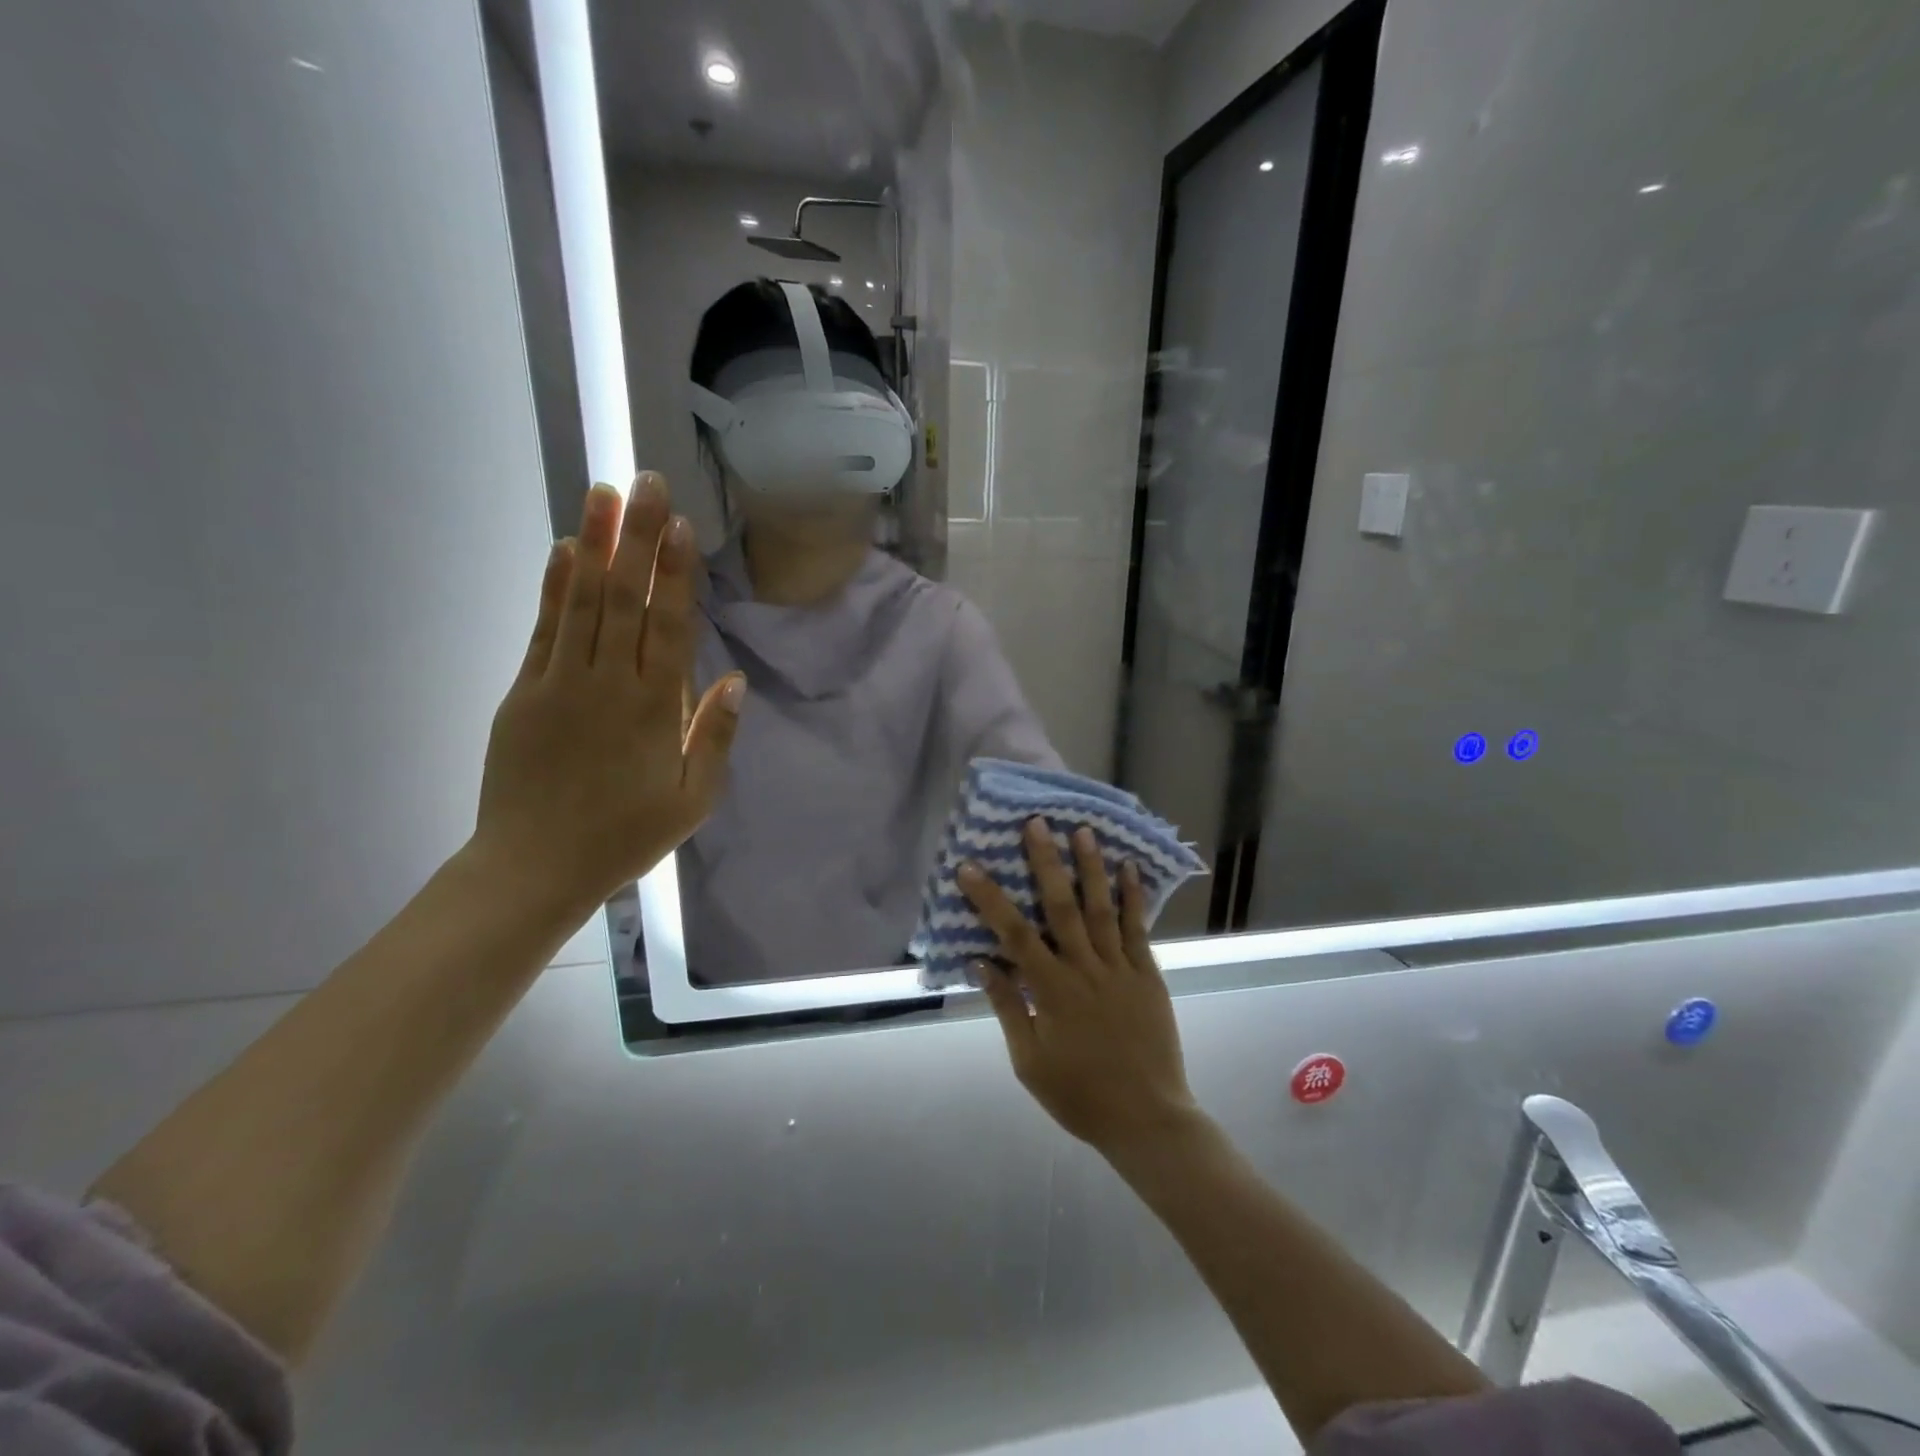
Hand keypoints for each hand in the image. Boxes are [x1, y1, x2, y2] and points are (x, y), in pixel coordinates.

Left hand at [474, 474, 743, 915]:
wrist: (535, 867)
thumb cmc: (626, 836)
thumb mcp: (692, 800)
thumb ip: (713, 736)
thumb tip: (734, 680)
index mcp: (655, 709)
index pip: (669, 626)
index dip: (676, 573)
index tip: (680, 524)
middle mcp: (609, 683)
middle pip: (626, 598)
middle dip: (637, 537)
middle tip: (644, 481)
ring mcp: (560, 683)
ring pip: (582, 601)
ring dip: (594, 544)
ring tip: (602, 493)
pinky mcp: (525, 692)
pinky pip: (543, 629)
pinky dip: (554, 586)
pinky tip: (563, 550)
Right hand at [959, 821, 1201, 1152]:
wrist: (1148, 1119)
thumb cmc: (1080, 1095)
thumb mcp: (1030, 1061)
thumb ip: (1008, 1007)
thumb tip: (981, 962)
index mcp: (1052, 990)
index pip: (1013, 934)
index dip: (990, 898)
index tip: (969, 866)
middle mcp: (1084, 969)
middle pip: (1061, 906)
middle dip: (1046, 862)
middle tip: (1037, 823)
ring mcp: (1120, 968)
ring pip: (1102, 908)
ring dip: (1091, 867)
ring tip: (1083, 830)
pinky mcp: (1147, 975)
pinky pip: (1137, 929)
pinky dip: (1133, 897)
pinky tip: (1129, 868)